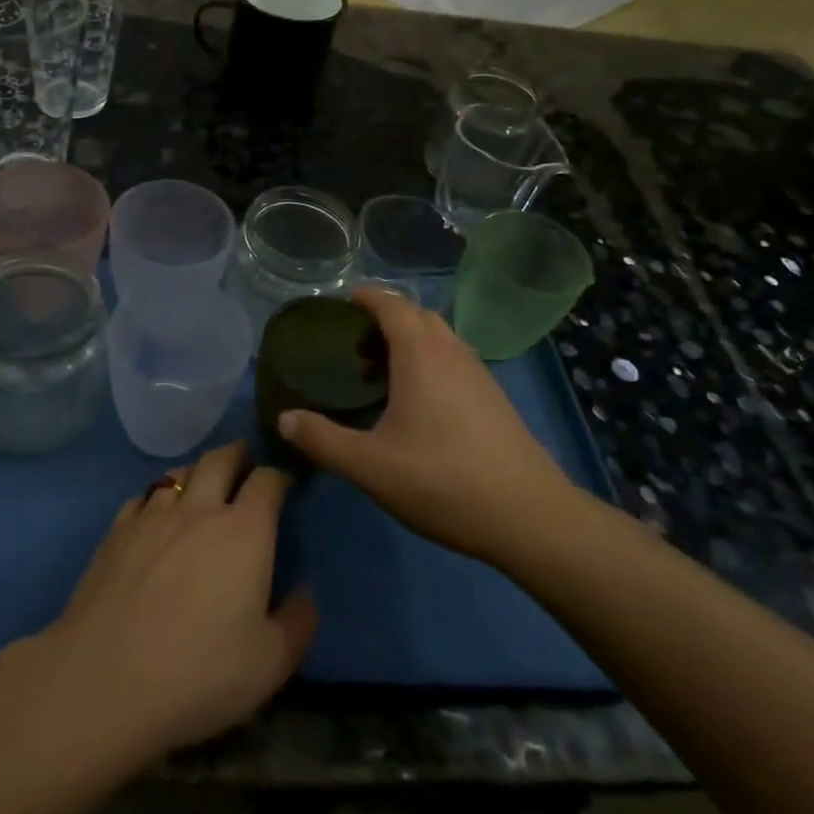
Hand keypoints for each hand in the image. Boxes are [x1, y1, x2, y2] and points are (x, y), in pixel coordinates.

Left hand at [19, 442, 316, 766]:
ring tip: (201, 486)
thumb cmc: (199, 673)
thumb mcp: (271, 663)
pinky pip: (142, 498)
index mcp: (245, 531)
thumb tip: (306, 593)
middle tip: (244, 463)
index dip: (278, 477)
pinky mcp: (116, 530)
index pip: (268, 480)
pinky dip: (156, 499)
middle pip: (221, 458)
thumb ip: (298, 622)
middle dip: (238, 455)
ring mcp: (153, 515)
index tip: (282, 486)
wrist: (105, 680)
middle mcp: (200, 508)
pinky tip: (154, 518)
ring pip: (178, 473)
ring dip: (196, 473)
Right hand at [278, 286, 578, 565]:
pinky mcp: (494, 398)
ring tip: (381, 375)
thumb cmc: (442, 480)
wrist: (529, 515)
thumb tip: (284, 418)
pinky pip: (454, 360)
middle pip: (416, 316)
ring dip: (409, 342)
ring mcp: (478, 373)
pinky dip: (429, 362)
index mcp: (420, 354)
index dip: (366, 297)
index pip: (391, 304)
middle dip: (384, 319)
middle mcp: (452, 351)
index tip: (343, 302)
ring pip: (439, 338)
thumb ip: (322, 439)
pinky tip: (418, 404)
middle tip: (356, 346)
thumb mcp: (370, 465)